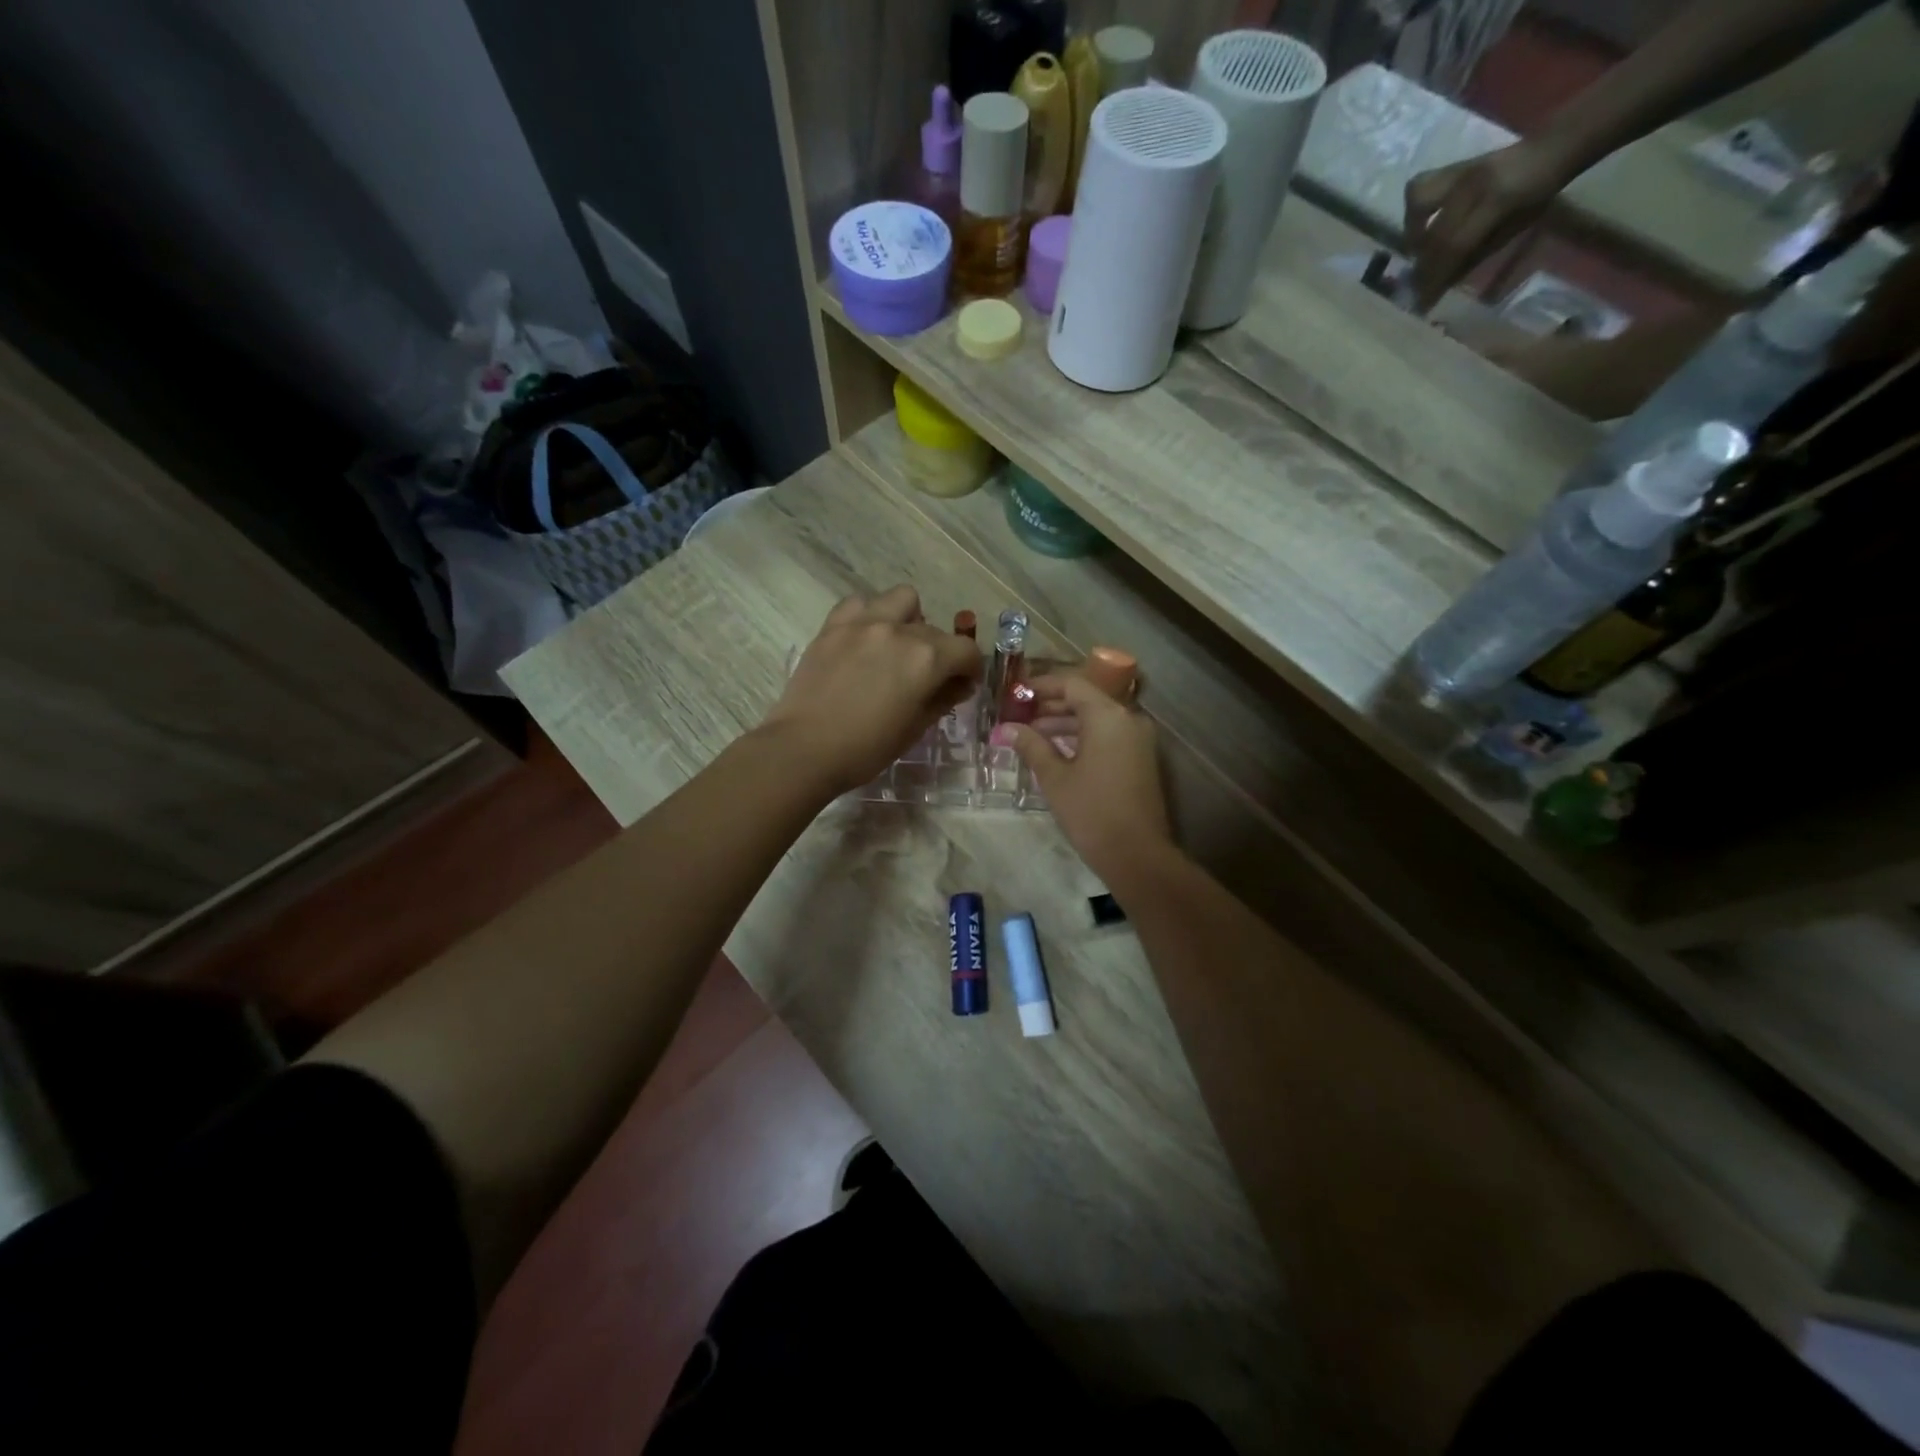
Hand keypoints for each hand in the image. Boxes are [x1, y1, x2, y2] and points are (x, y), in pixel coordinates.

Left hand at [762, 586, 981, 794]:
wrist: (804, 749)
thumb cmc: (866, 749)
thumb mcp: (915, 728)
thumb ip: (942, 698)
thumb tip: (958, 684)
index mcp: (927, 659)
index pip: (966, 651)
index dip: (971, 669)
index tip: (963, 684)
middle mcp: (900, 631)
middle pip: (935, 630)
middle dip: (940, 651)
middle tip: (927, 676)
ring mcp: (863, 623)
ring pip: (901, 599)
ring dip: (908, 618)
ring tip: (897, 645)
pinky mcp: (833, 625)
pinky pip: (860, 603)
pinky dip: (869, 615)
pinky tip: (865, 638)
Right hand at [1008, 674, 1171, 880]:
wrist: (1137, 855)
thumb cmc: (1091, 812)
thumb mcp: (1054, 777)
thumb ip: (1031, 746)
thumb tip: (1006, 728)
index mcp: (1108, 715)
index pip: (1072, 684)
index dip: (1041, 686)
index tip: (1015, 695)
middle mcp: (1128, 719)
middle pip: (1086, 699)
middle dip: (1051, 706)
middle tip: (1019, 716)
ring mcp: (1138, 739)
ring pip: (1096, 719)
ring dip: (1065, 723)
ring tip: (1031, 736)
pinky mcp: (1140, 758)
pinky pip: (1108, 735)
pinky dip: (1083, 737)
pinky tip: (1056, 752)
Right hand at [1403, 141, 1569, 312]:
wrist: (1551, 148)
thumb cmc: (1537, 195)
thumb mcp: (1512, 230)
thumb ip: (1475, 255)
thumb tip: (1441, 284)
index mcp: (1497, 198)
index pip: (1455, 246)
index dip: (1436, 278)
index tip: (1423, 304)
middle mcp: (1471, 183)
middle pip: (1433, 234)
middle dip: (1423, 267)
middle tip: (1419, 286)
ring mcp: (1458, 171)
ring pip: (1417, 204)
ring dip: (1412, 233)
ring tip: (1419, 250)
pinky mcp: (1450, 169)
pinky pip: (1419, 188)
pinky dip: (1413, 211)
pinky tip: (1421, 226)